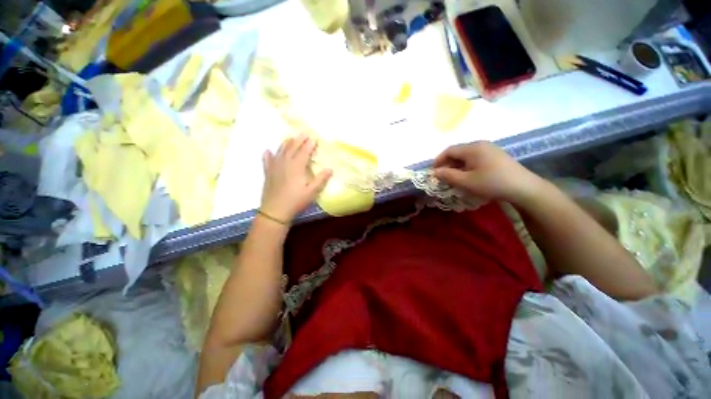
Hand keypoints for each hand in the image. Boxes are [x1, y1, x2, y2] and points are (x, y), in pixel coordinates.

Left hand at [260, 134, 331, 223]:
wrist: (275, 211)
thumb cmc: (296, 201)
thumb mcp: (312, 192)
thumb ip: (321, 179)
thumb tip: (330, 169)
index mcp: (297, 167)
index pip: (304, 151)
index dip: (309, 144)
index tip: (314, 138)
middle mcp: (285, 163)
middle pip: (292, 147)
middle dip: (299, 139)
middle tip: (304, 133)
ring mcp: (274, 167)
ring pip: (280, 150)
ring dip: (286, 143)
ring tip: (291, 138)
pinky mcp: (268, 172)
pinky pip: (267, 160)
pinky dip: (268, 154)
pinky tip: (268, 150)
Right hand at [433, 142, 543, 203]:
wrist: (523, 188)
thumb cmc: (491, 183)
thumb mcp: (466, 181)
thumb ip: (447, 175)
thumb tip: (434, 172)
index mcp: (472, 148)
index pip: (449, 150)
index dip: (438, 160)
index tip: (432, 172)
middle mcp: (480, 144)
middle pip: (458, 152)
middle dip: (447, 164)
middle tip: (442, 177)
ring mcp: (490, 149)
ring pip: (466, 156)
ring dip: (456, 166)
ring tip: (453, 178)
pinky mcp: (496, 155)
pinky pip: (475, 158)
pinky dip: (466, 166)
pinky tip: (467, 176)